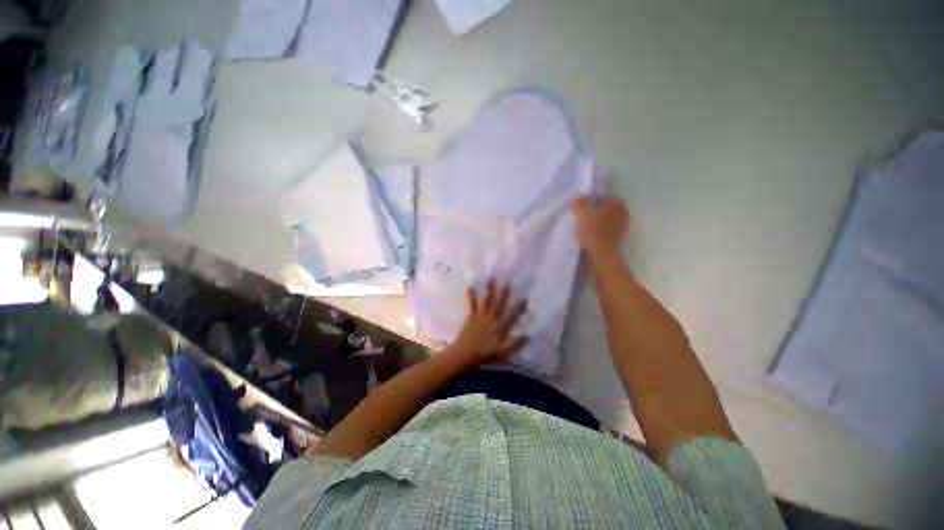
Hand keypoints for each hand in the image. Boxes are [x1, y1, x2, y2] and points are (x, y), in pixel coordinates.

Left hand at [446, 280, 528, 367]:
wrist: (464, 354)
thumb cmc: (485, 354)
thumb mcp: (502, 352)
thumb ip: (515, 344)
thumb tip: (528, 335)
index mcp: (500, 327)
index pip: (512, 315)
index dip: (518, 307)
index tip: (524, 298)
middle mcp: (492, 319)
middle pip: (499, 304)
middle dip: (504, 293)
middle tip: (508, 281)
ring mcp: (481, 316)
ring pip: (487, 301)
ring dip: (490, 290)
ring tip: (492, 278)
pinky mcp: (472, 316)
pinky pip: (473, 304)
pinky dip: (472, 295)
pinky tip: (471, 286)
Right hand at [570, 194, 629, 257]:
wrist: (601, 253)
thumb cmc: (592, 230)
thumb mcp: (581, 214)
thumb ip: (579, 203)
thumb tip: (579, 196)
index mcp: (616, 203)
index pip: (604, 196)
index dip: (593, 199)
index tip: (584, 205)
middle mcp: (623, 212)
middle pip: (609, 207)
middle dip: (599, 209)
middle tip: (586, 215)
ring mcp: (623, 226)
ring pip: (610, 218)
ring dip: (602, 220)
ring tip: (589, 225)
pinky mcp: (620, 238)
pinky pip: (611, 229)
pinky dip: (604, 230)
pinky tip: (594, 234)